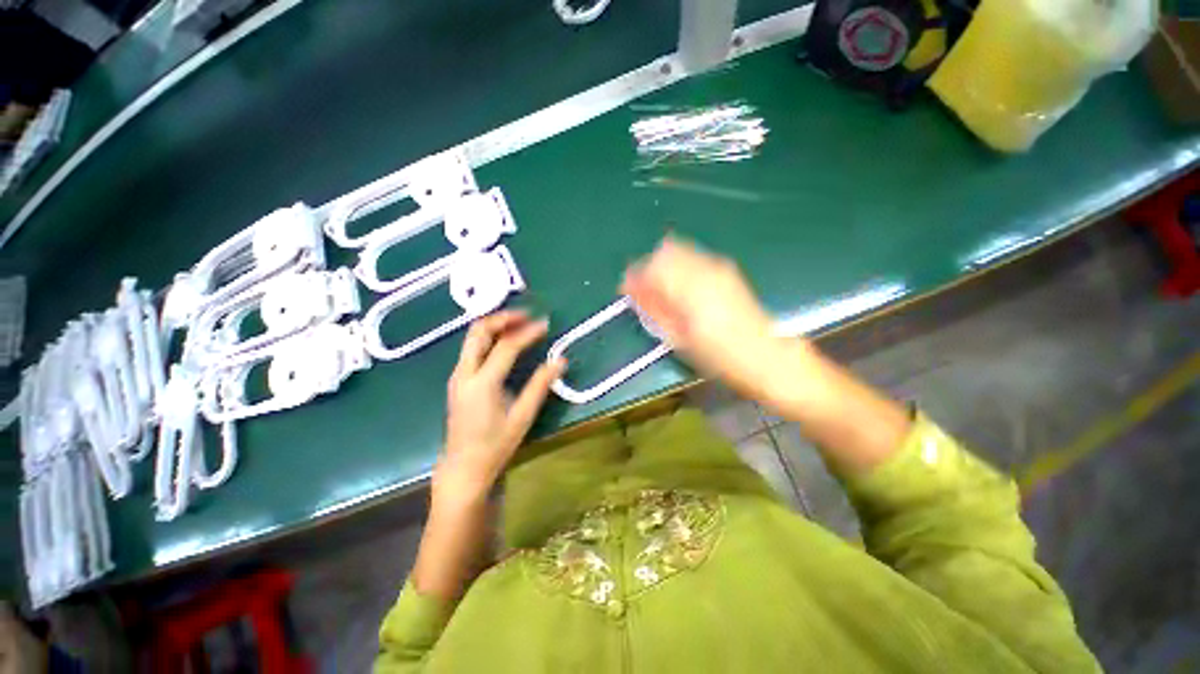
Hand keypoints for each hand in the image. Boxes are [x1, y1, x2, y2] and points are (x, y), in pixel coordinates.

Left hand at [438, 311, 565, 499]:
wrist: (463, 467)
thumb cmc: (495, 445)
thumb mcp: (522, 416)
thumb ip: (540, 386)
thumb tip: (560, 361)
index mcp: (482, 383)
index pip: (506, 346)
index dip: (527, 333)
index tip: (545, 324)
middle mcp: (464, 373)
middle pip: (479, 332)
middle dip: (503, 318)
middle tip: (526, 316)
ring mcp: (458, 375)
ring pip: (472, 338)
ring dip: (495, 326)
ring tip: (518, 323)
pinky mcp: (458, 380)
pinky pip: (472, 348)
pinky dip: (489, 337)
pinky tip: (505, 341)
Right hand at [621, 236, 806, 401]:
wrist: (765, 356)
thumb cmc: (718, 357)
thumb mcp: (679, 339)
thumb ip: (654, 310)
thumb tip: (633, 291)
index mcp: (691, 290)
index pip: (653, 267)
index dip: (635, 276)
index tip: (626, 290)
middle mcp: (705, 270)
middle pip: (666, 251)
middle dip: (649, 268)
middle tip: (643, 290)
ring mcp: (718, 267)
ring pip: (680, 250)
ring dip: (664, 266)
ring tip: (661, 290)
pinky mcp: (726, 270)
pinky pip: (694, 257)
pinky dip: (679, 267)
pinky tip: (681, 288)